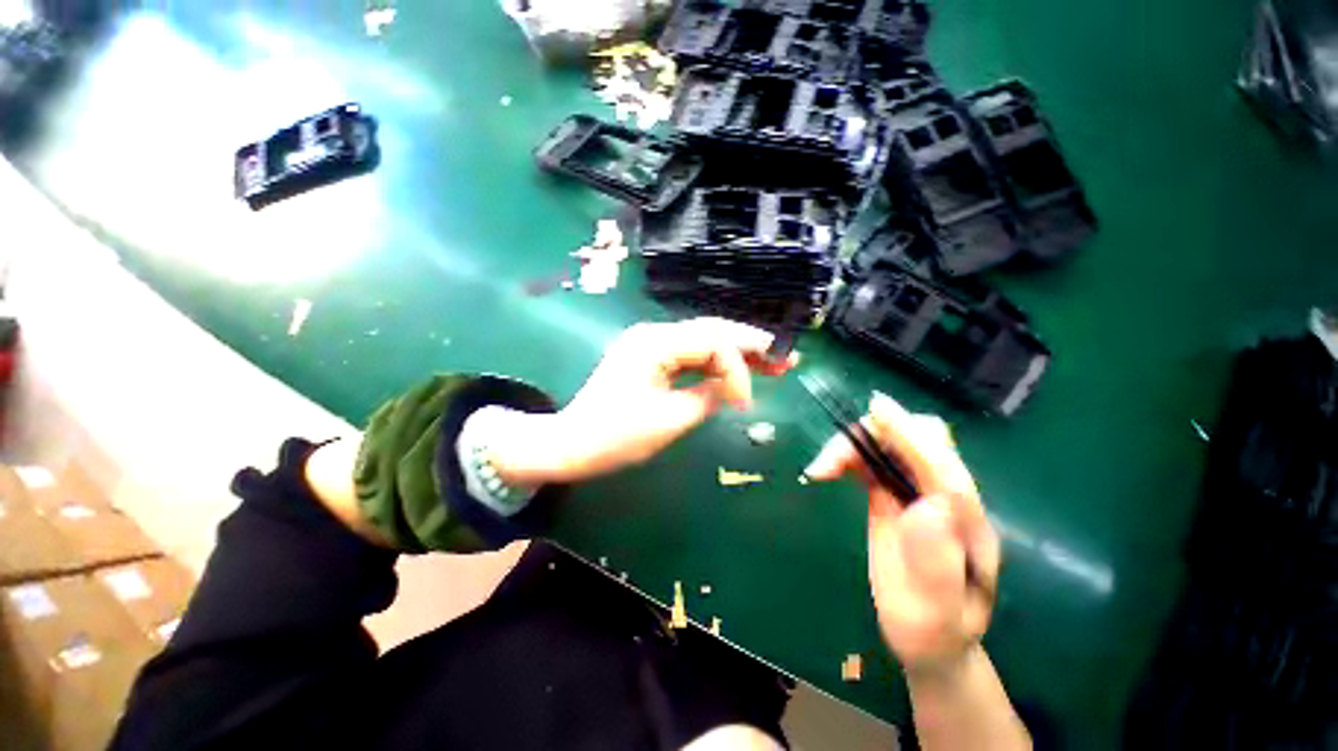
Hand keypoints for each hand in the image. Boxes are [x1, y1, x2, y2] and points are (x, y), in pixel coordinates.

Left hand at [490, 318, 793, 485]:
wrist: (572, 444)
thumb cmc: (616, 437)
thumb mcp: (670, 420)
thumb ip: (710, 397)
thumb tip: (737, 387)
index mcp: (655, 344)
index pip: (713, 341)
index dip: (738, 367)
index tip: (747, 402)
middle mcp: (653, 334)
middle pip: (711, 331)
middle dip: (749, 345)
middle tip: (785, 357)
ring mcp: (650, 343)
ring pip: (703, 341)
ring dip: (734, 353)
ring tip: (770, 362)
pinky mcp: (649, 357)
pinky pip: (689, 354)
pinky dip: (713, 364)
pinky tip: (734, 371)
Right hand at [804, 392, 1000, 675]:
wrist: (930, 637)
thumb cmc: (934, 631)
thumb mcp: (939, 613)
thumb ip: (939, 565)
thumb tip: (930, 506)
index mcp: (967, 523)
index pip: (943, 466)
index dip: (911, 434)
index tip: (877, 410)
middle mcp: (946, 497)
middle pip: (918, 439)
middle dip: (874, 435)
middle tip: (831, 462)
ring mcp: (919, 492)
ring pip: (890, 443)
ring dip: (854, 445)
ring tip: (822, 470)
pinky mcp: (895, 492)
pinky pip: (873, 459)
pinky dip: (849, 455)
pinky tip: (829, 470)